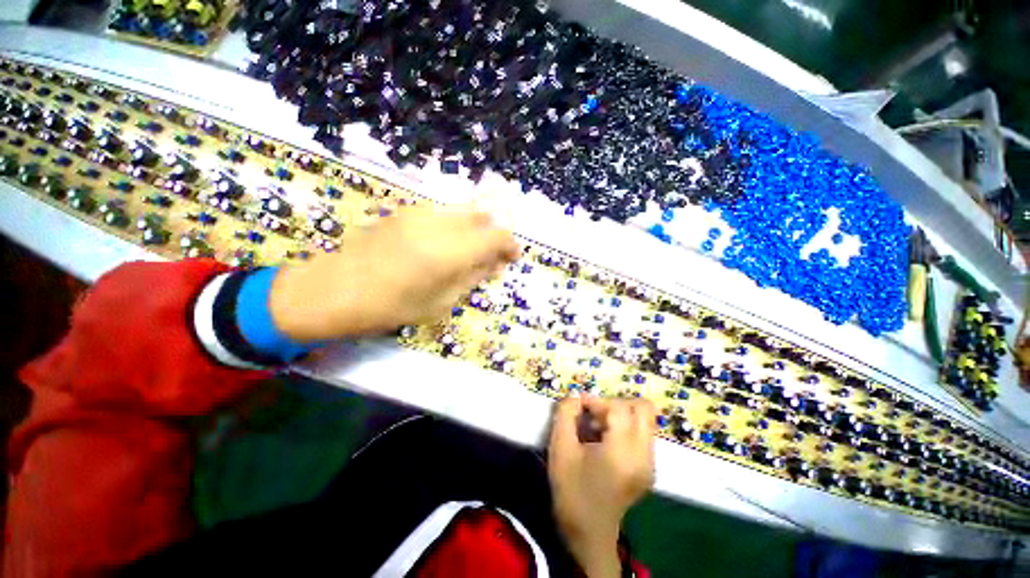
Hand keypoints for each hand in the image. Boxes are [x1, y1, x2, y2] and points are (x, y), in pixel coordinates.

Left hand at [268, 205, 520, 340]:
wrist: (334, 289)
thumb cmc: (391, 306)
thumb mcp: (441, 302)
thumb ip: (473, 277)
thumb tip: (495, 264)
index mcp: (451, 251)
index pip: (496, 236)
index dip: (510, 246)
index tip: (512, 258)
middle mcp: (440, 223)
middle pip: (482, 218)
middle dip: (493, 236)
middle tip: (491, 258)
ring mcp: (420, 212)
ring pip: (463, 212)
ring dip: (474, 230)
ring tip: (468, 253)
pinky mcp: (405, 210)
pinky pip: (444, 213)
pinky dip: (455, 227)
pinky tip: (444, 245)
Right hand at [548, 395, 656, 577]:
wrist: (589, 533)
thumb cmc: (571, 490)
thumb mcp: (560, 448)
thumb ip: (565, 415)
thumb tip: (576, 397)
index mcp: (622, 451)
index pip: (619, 408)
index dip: (597, 401)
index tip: (580, 408)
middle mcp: (644, 455)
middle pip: (643, 408)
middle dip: (616, 404)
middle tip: (596, 416)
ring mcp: (650, 463)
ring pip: (645, 419)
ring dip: (621, 415)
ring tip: (599, 429)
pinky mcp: (650, 468)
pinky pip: (643, 433)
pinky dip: (625, 428)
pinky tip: (606, 442)